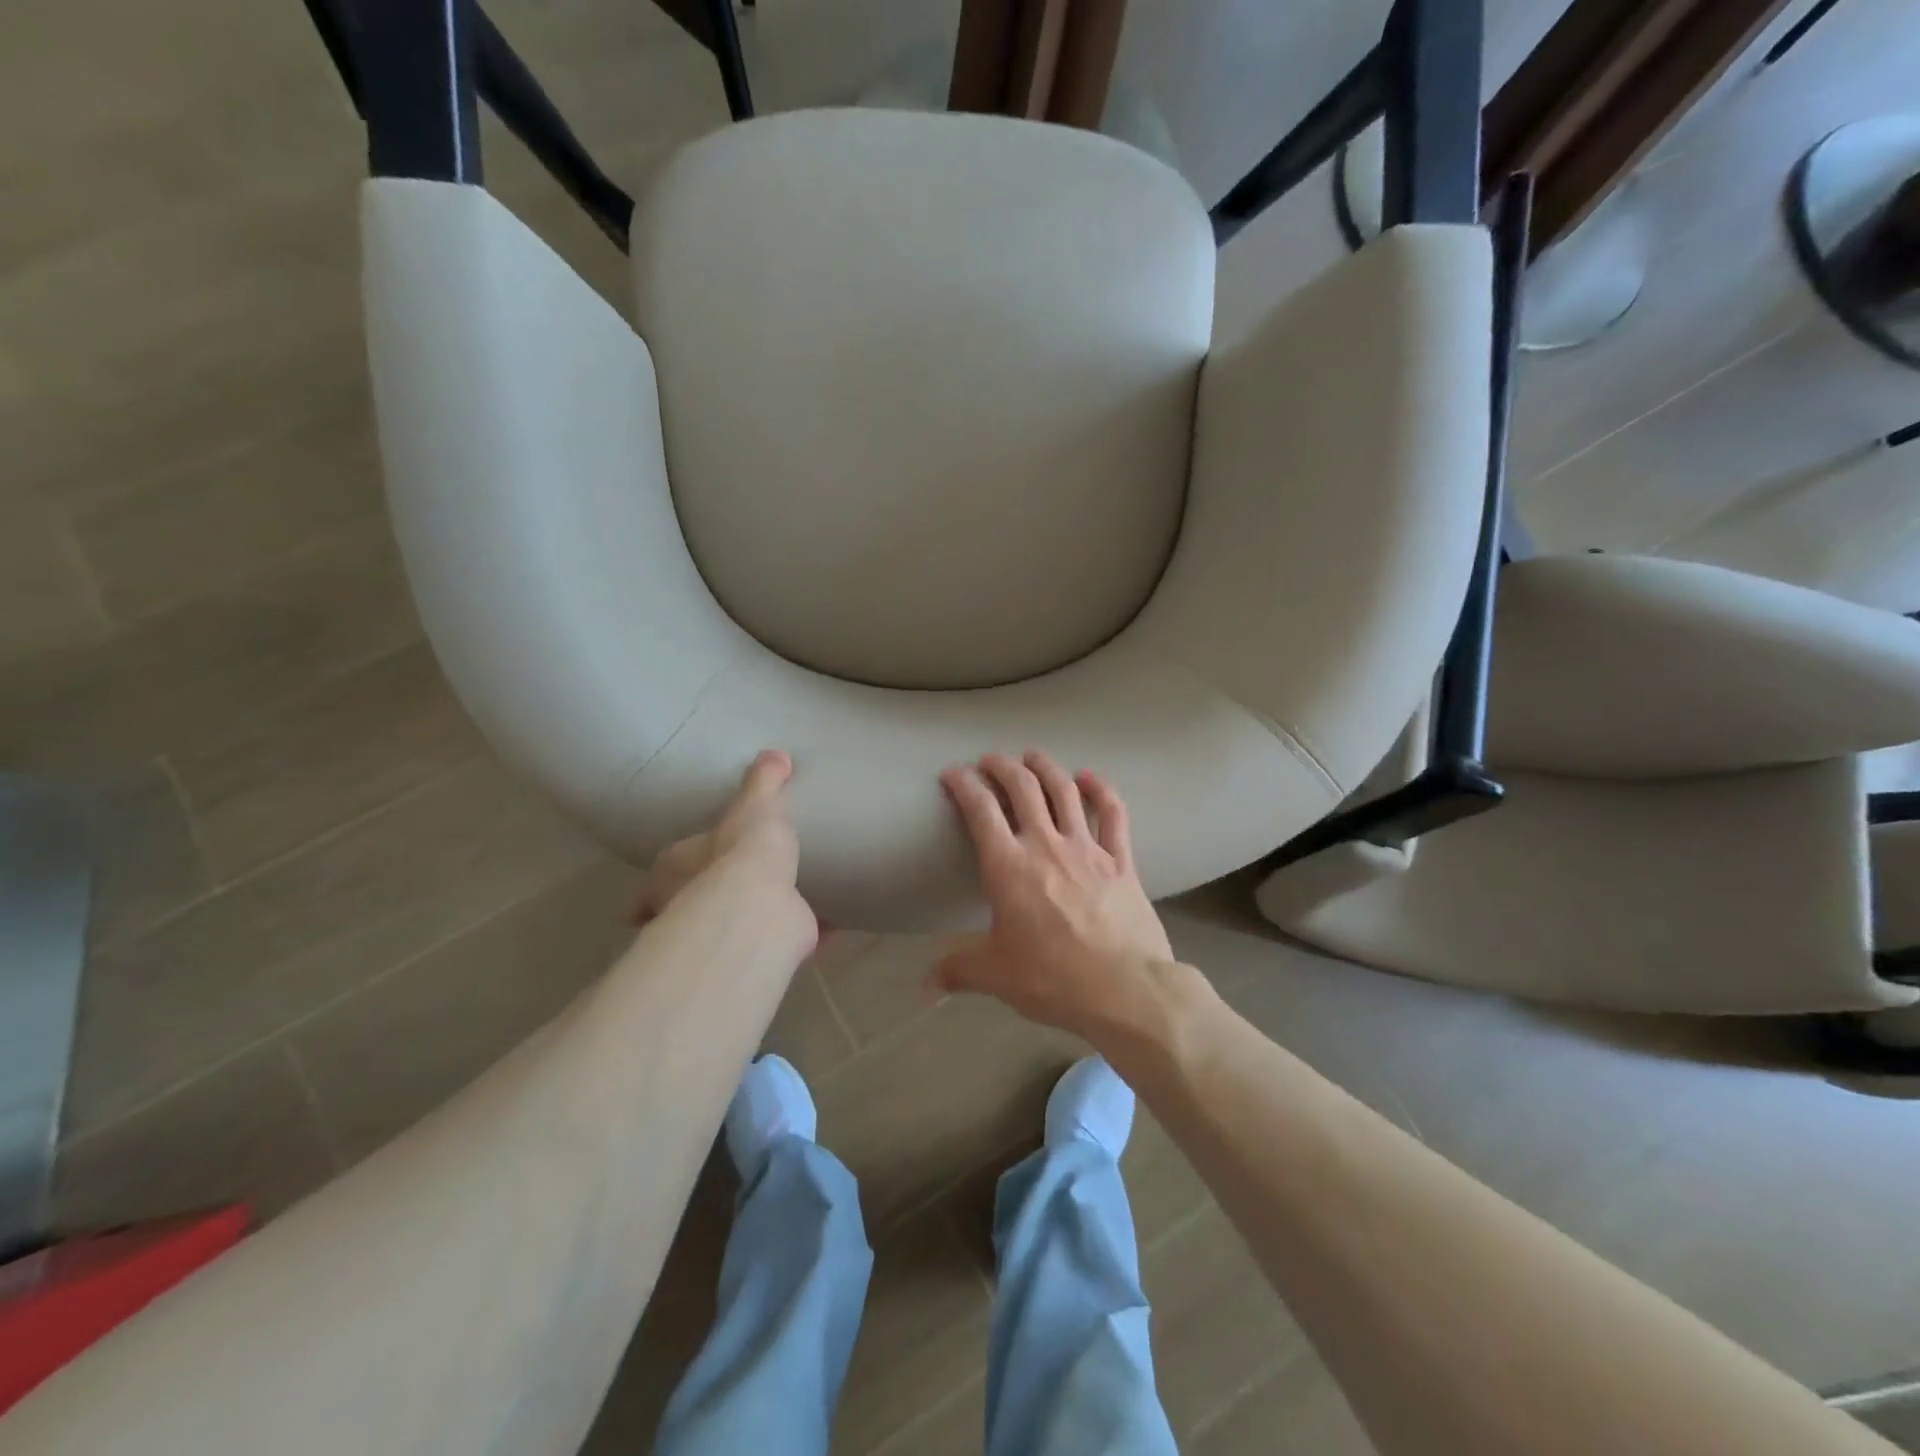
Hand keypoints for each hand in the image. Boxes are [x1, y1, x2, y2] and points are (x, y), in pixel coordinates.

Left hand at [629, 750, 811, 945]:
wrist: (760, 906)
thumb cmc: (743, 848)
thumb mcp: (756, 802)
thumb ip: (763, 780)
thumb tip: (775, 755)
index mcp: (673, 871)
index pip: (661, 875)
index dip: (666, 879)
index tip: (674, 881)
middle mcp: (686, 908)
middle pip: (689, 907)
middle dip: (705, 900)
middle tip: (733, 886)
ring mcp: (720, 936)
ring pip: (731, 929)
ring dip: (749, 920)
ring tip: (778, 905)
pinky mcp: (758, 950)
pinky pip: (780, 940)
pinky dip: (799, 934)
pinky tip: (822, 927)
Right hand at [933, 751, 1177, 1047]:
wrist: (1125, 990)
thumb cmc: (1053, 980)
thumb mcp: (996, 976)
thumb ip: (957, 971)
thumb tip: (924, 989)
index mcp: (1008, 867)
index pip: (979, 809)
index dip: (963, 784)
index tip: (953, 774)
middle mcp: (1045, 845)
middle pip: (1022, 787)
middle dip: (1002, 766)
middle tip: (990, 760)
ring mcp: (1087, 848)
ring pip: (1064, 791)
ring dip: (1045, 767)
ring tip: (1032, 755)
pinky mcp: (1121, 859)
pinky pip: (1113, 814)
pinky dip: (1101, 790)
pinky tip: (1090, 776)